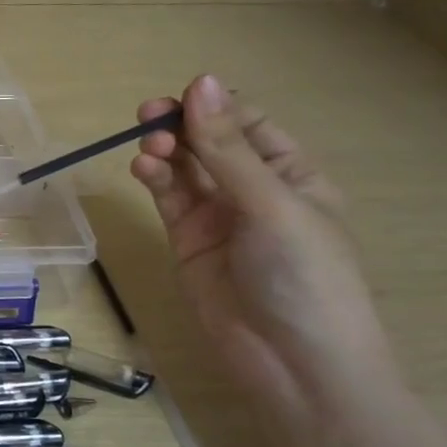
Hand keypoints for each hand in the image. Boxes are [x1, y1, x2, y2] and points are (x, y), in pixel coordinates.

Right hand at [130, 75, 399, 425]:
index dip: (214, 107)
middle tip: (149, 116)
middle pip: (209, 141)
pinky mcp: (187, 241)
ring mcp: (218, 216)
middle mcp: (253, 189)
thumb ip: (228, 147)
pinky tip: (143, 168)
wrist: (294, 364)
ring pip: (184, 168)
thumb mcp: (271, 204)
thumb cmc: (304, 276)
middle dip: (181, 125)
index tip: (182, 98)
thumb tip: (200, 81)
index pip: (247, 123)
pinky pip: (168, 198)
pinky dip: (154, 179)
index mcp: (291, 173)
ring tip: (148, 148)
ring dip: (164, 151)